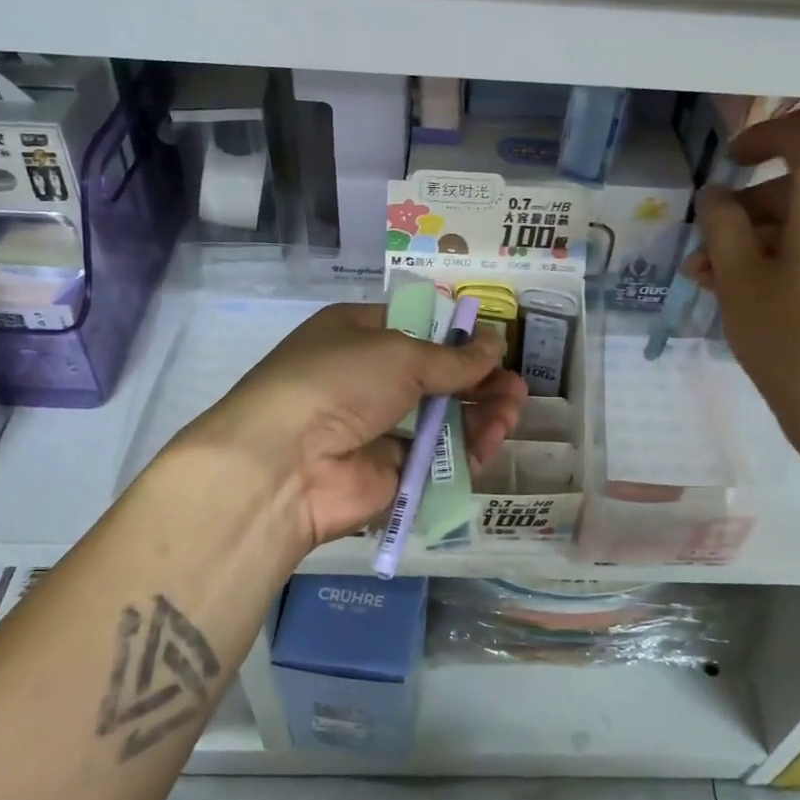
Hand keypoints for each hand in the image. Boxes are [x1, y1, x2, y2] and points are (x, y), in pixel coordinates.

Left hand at [181, 302, 526, 552]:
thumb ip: (453, 357)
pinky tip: (491, 441)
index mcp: (359, 334)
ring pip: (441, 418)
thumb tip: (495, 342)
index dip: (456, 336)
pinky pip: (437, 457)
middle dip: (479, 380)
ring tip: (510, 412)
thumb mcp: (400, 354)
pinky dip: (466, 449)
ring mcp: (378, 427)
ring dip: (480, 413)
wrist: (283, 464)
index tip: (493, 345)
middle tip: (515, 388)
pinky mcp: (390, 471)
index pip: (417, 327)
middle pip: (436, 376)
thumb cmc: (338, 382)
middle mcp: (368, 377)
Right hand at [684, 109, 799, 456]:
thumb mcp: (740, 281)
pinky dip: (793, 257)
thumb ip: (722, 225)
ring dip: (762, 242)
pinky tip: (754, 294)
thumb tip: (715, 194)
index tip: (728, 162)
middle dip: (746, 213)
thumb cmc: (792, 344)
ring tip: (715, 282)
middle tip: (703, 254)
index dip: (762, 136)